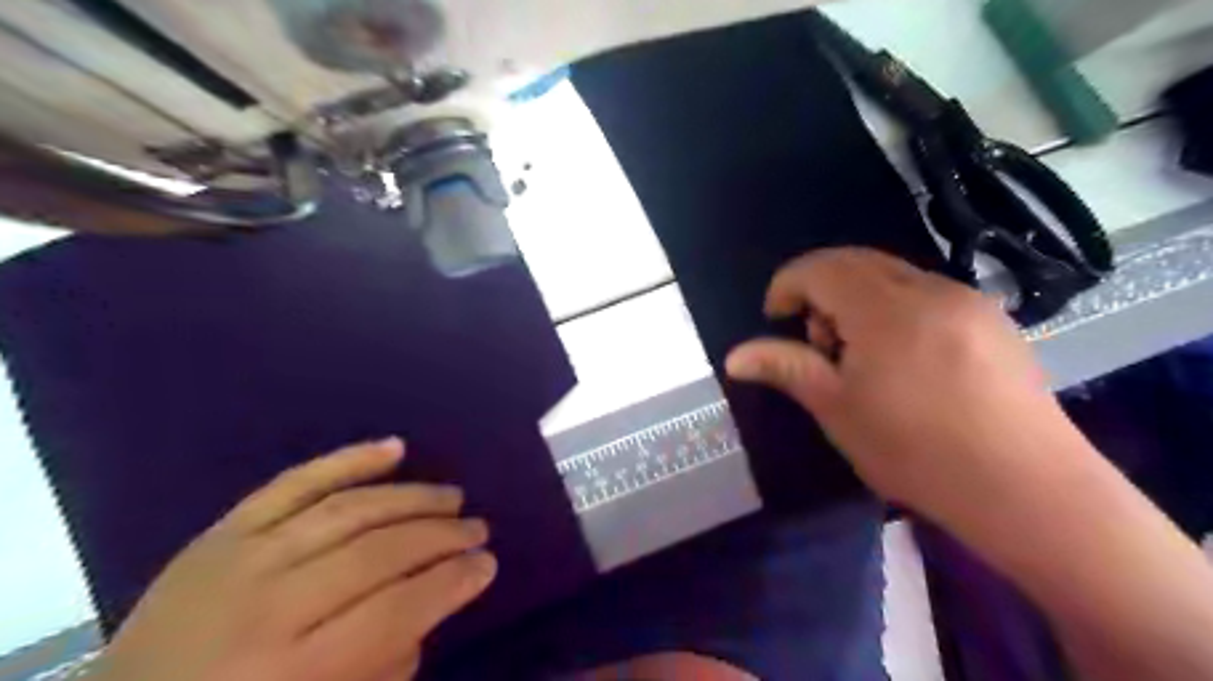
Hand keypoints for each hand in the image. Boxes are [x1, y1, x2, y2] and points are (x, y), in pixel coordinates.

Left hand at [88, 438, 495, 677]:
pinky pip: (296, 482)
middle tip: (478, 529)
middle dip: (442, 536)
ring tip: (452, 497)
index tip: (488, 564)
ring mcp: (242, 559)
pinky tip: (395, 447)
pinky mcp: (224, 530)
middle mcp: (269, 607)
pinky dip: (349, 459)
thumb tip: (428, 605)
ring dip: (413, 498)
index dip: (453, 581)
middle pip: (379, 552)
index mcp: (292, 672)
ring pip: (349, 509)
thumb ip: (384, 668)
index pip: (398, 609)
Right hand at [724, 250, 1094, 522]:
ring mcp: (968, 300)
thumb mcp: (838, 409)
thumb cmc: (916, 452)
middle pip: (857, 262)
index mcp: (887, 310)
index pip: (821, 267)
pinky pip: (926, 292)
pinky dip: (894, 307)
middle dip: (820, 289)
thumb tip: (733, 357)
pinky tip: (903, 358)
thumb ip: (786, 368)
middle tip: (816, 342)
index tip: (776, 319)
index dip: (788, 285)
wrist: (1028, 490)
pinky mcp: (992, 319)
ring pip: (892, 275)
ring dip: (857, 298)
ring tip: (859, 355)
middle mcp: (930, 289)